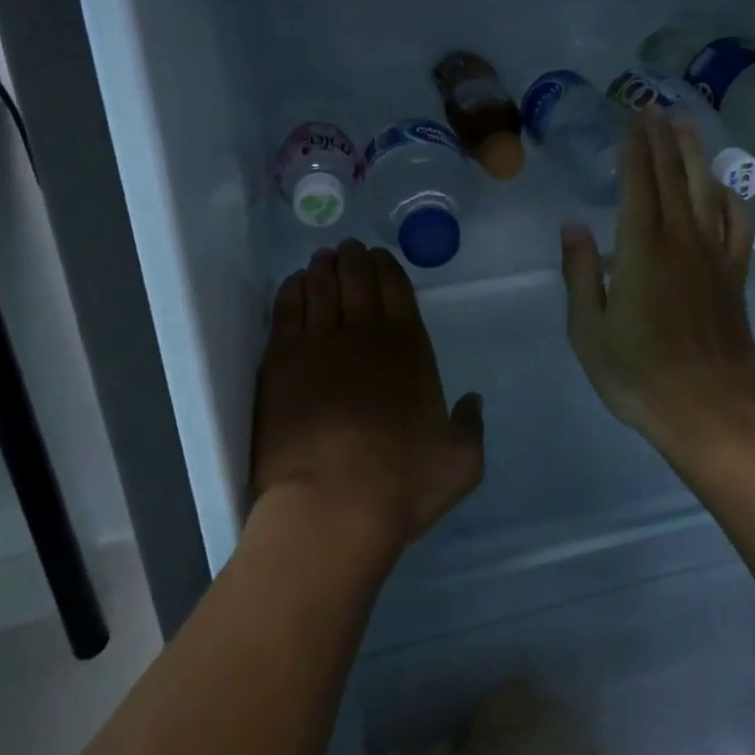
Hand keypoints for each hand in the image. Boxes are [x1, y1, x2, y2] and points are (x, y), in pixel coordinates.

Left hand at [251, 240, 484, 559]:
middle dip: (354, 258)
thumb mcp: (460, 461)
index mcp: (409, 347)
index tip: (378, 256)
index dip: (387, 266)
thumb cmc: (401, 482)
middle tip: (348, 249)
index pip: (397, 287)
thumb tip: (473, 402)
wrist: (331, 506)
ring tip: (323, 258)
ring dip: (324, 267)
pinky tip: (294, 283)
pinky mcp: (281, 363)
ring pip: (321, 287)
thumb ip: (470, 426)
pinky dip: (293, 290)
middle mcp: (365, 334)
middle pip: (357, 278)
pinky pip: (287, 310)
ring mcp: (319, 344)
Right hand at [560, 109, 754, 456]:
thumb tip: (574, 226)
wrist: (708, 411)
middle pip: (673, 177)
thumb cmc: (638, 375)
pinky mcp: (736, 275)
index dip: (634, 148)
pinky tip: (722, 186)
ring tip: (687, 125)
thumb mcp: (589, 331)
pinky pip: (738, 225)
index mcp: (641, 251)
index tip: (631, 119)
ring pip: (706, 190)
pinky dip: (731, 198)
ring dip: (695, 154)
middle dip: (662, 139)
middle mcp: (681, 241)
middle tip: (656, 106)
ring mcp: (714, 256)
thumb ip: (581, 273)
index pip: (638, 184)